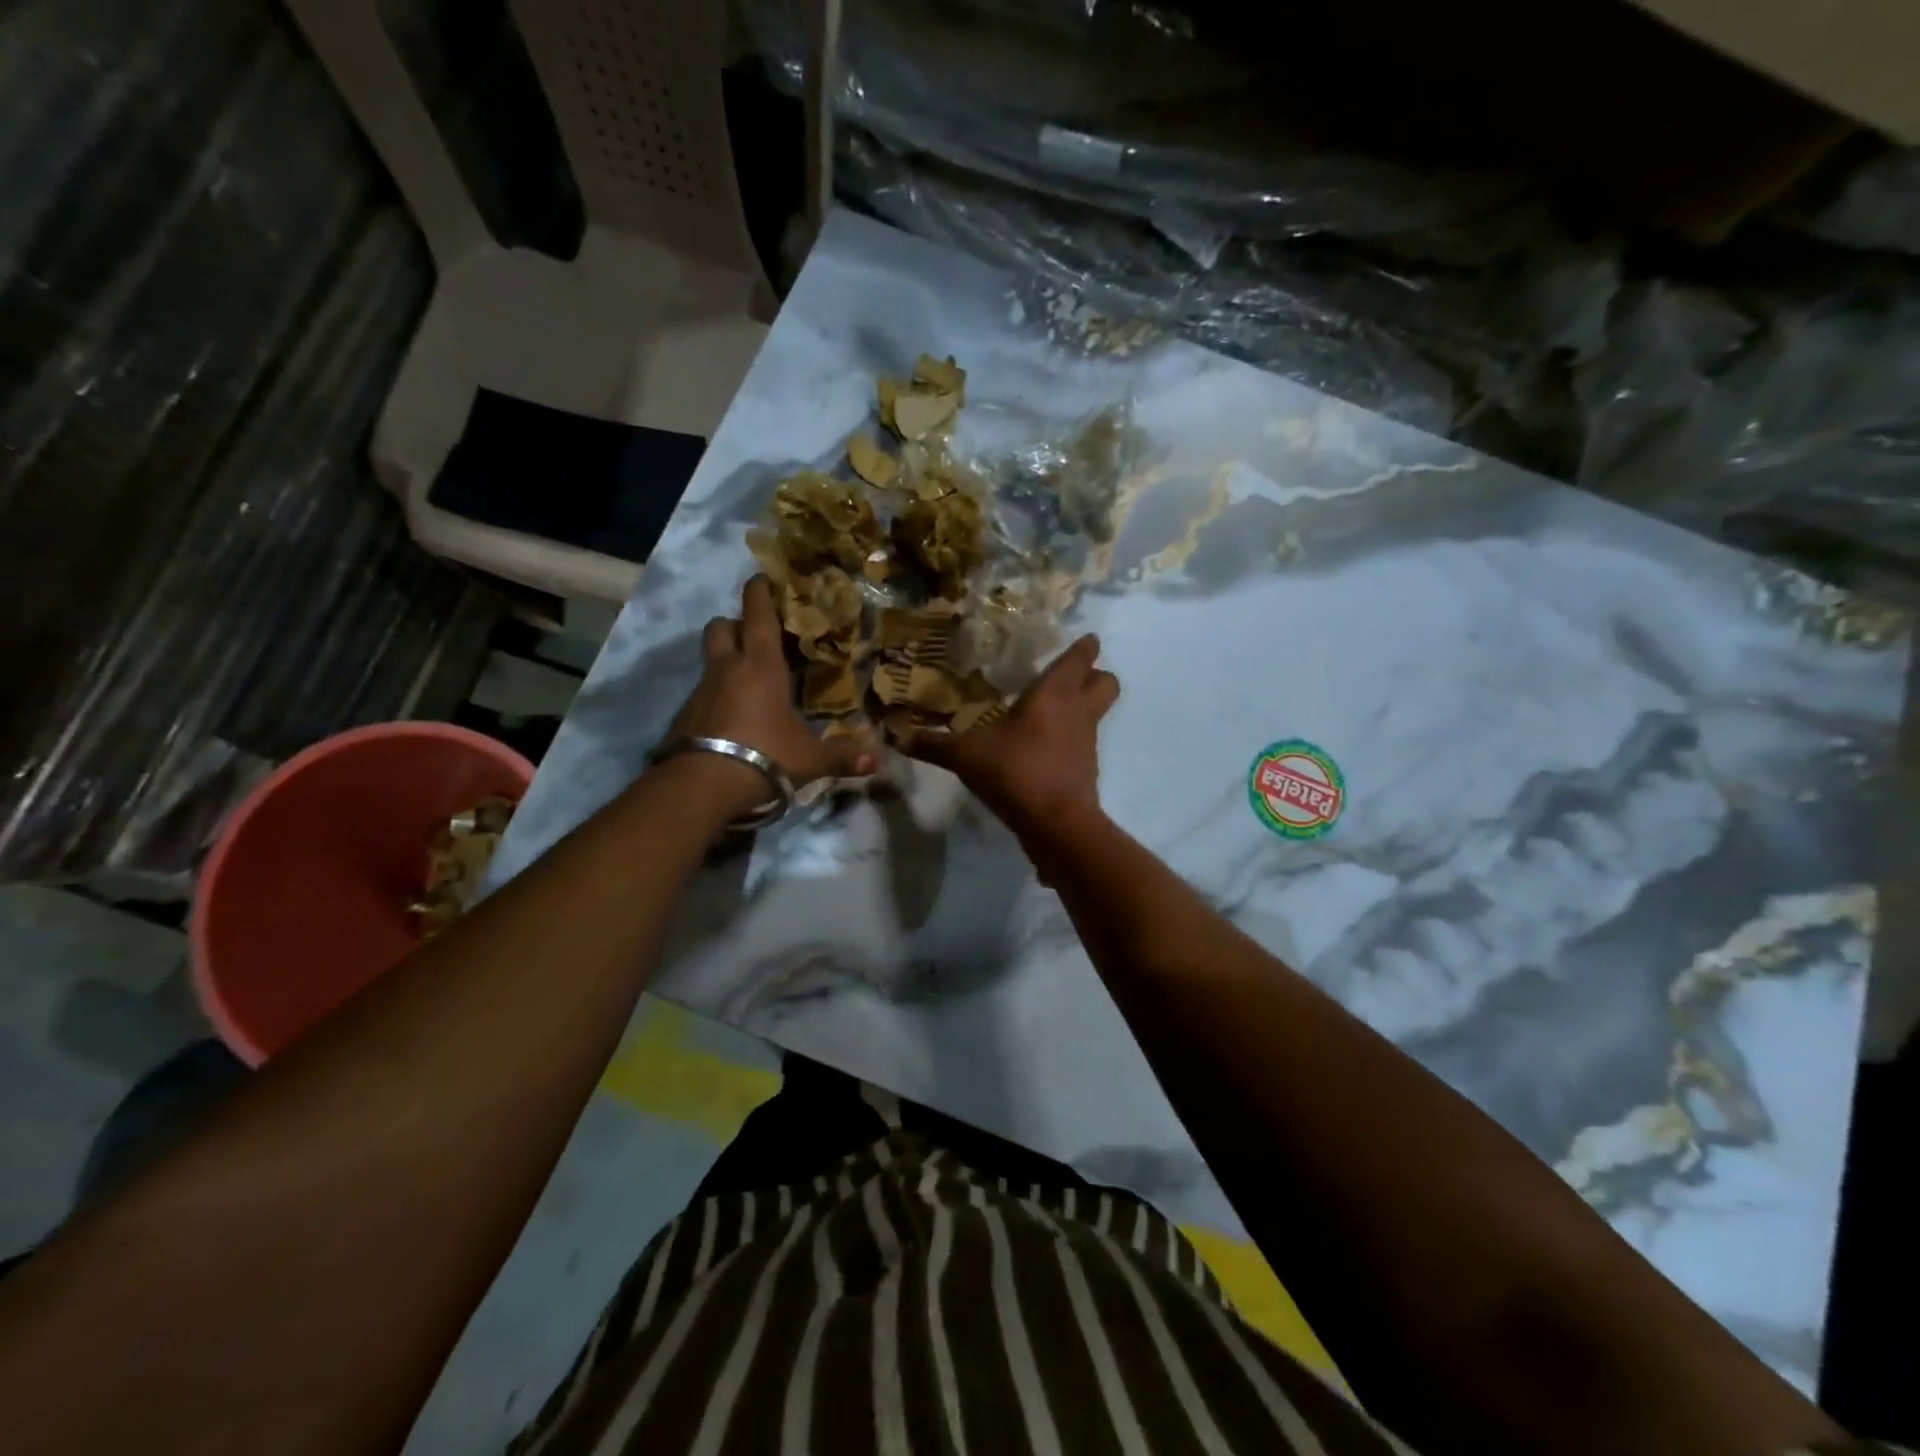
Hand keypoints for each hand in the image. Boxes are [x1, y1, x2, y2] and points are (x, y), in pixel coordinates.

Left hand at [665, 576, 875, 812]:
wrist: (703, 783)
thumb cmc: (765, 756)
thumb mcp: (810, 759)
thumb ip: (842, 756)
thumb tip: (878, 761)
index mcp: (762, 667)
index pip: (758, 616)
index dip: (759, 593)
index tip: (760, 578)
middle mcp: (728, 669)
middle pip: (721, 627)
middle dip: (734, 623)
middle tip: (751, 634)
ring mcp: (701, 690)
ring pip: (709, 659)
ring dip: (724, 660)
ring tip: (744, 679)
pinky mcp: (685, 714)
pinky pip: (701, 692)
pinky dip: (714, 695)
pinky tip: (729, 716)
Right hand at [903, 633, 1118, 840]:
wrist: (1055, 824)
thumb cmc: (1016, 772)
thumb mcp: (966, 756)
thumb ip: (933, 744)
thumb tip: (897, 736)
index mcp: (1055, 693)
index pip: (1082, 657)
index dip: (1084, 646)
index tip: (1081, 639)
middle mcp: (1079, 711)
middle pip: (1107, 681)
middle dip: (1094, 675)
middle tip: (1067, 677)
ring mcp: (1087, 741)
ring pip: (1098, 712)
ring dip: (1082, 708)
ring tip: (1049, 713)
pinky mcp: (1087, 769)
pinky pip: (1084, 743)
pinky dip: (1071, 741)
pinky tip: (1043, 750)